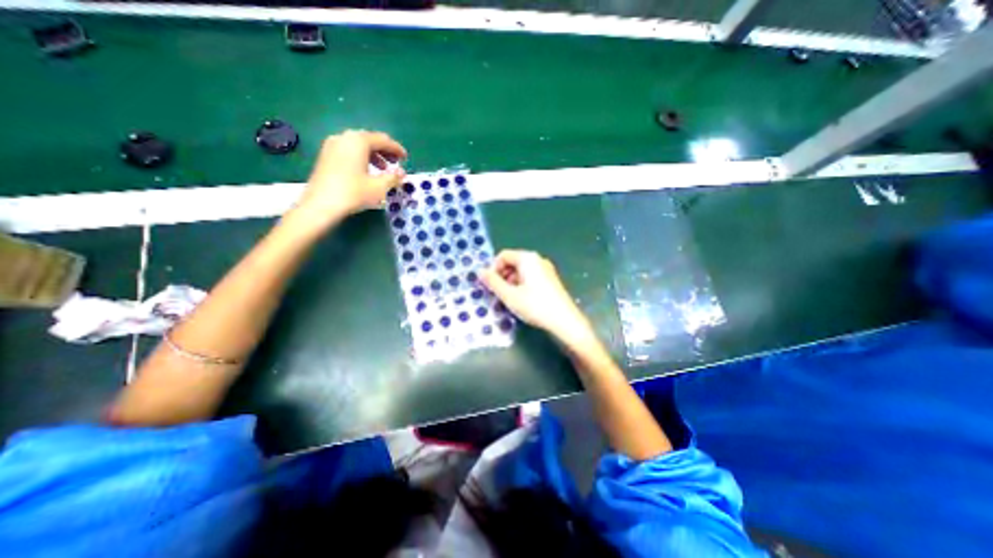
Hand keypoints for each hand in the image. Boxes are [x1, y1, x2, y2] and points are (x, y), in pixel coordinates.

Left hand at [288, 128, 406, 230]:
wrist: (321, 205)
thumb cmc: (353, 193)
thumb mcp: (379, 187)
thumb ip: (393, 177)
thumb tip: (402, 173)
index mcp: (358, 141)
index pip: (382, 140)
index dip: (396, 148)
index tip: (406, 158)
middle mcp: (344, 138)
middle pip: (369, 140)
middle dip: (384, 150)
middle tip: (395, 162)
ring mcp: (332, 146)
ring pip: (358, 145)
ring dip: (373, 155)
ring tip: (383, 169)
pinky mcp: (325, 156)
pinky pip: (348, 151)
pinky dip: (361, 157)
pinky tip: (366, 171)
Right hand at [477, 251, 591, 346]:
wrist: (565, 320)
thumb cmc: (535, 306)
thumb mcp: (509, 295)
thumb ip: (493, 282)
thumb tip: (480, 272)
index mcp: (527, 259)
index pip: (503, 256)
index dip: (493, 269)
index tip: (489, 285)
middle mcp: (537, 260)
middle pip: (513, 263)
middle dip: (501, 277)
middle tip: (497, 294)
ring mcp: (546, 269)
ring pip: (521, 272)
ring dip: (510, 283)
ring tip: (508, 300)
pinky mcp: (551, 280)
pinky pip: (530, 277)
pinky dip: (521, 286)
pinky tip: (521, 301)